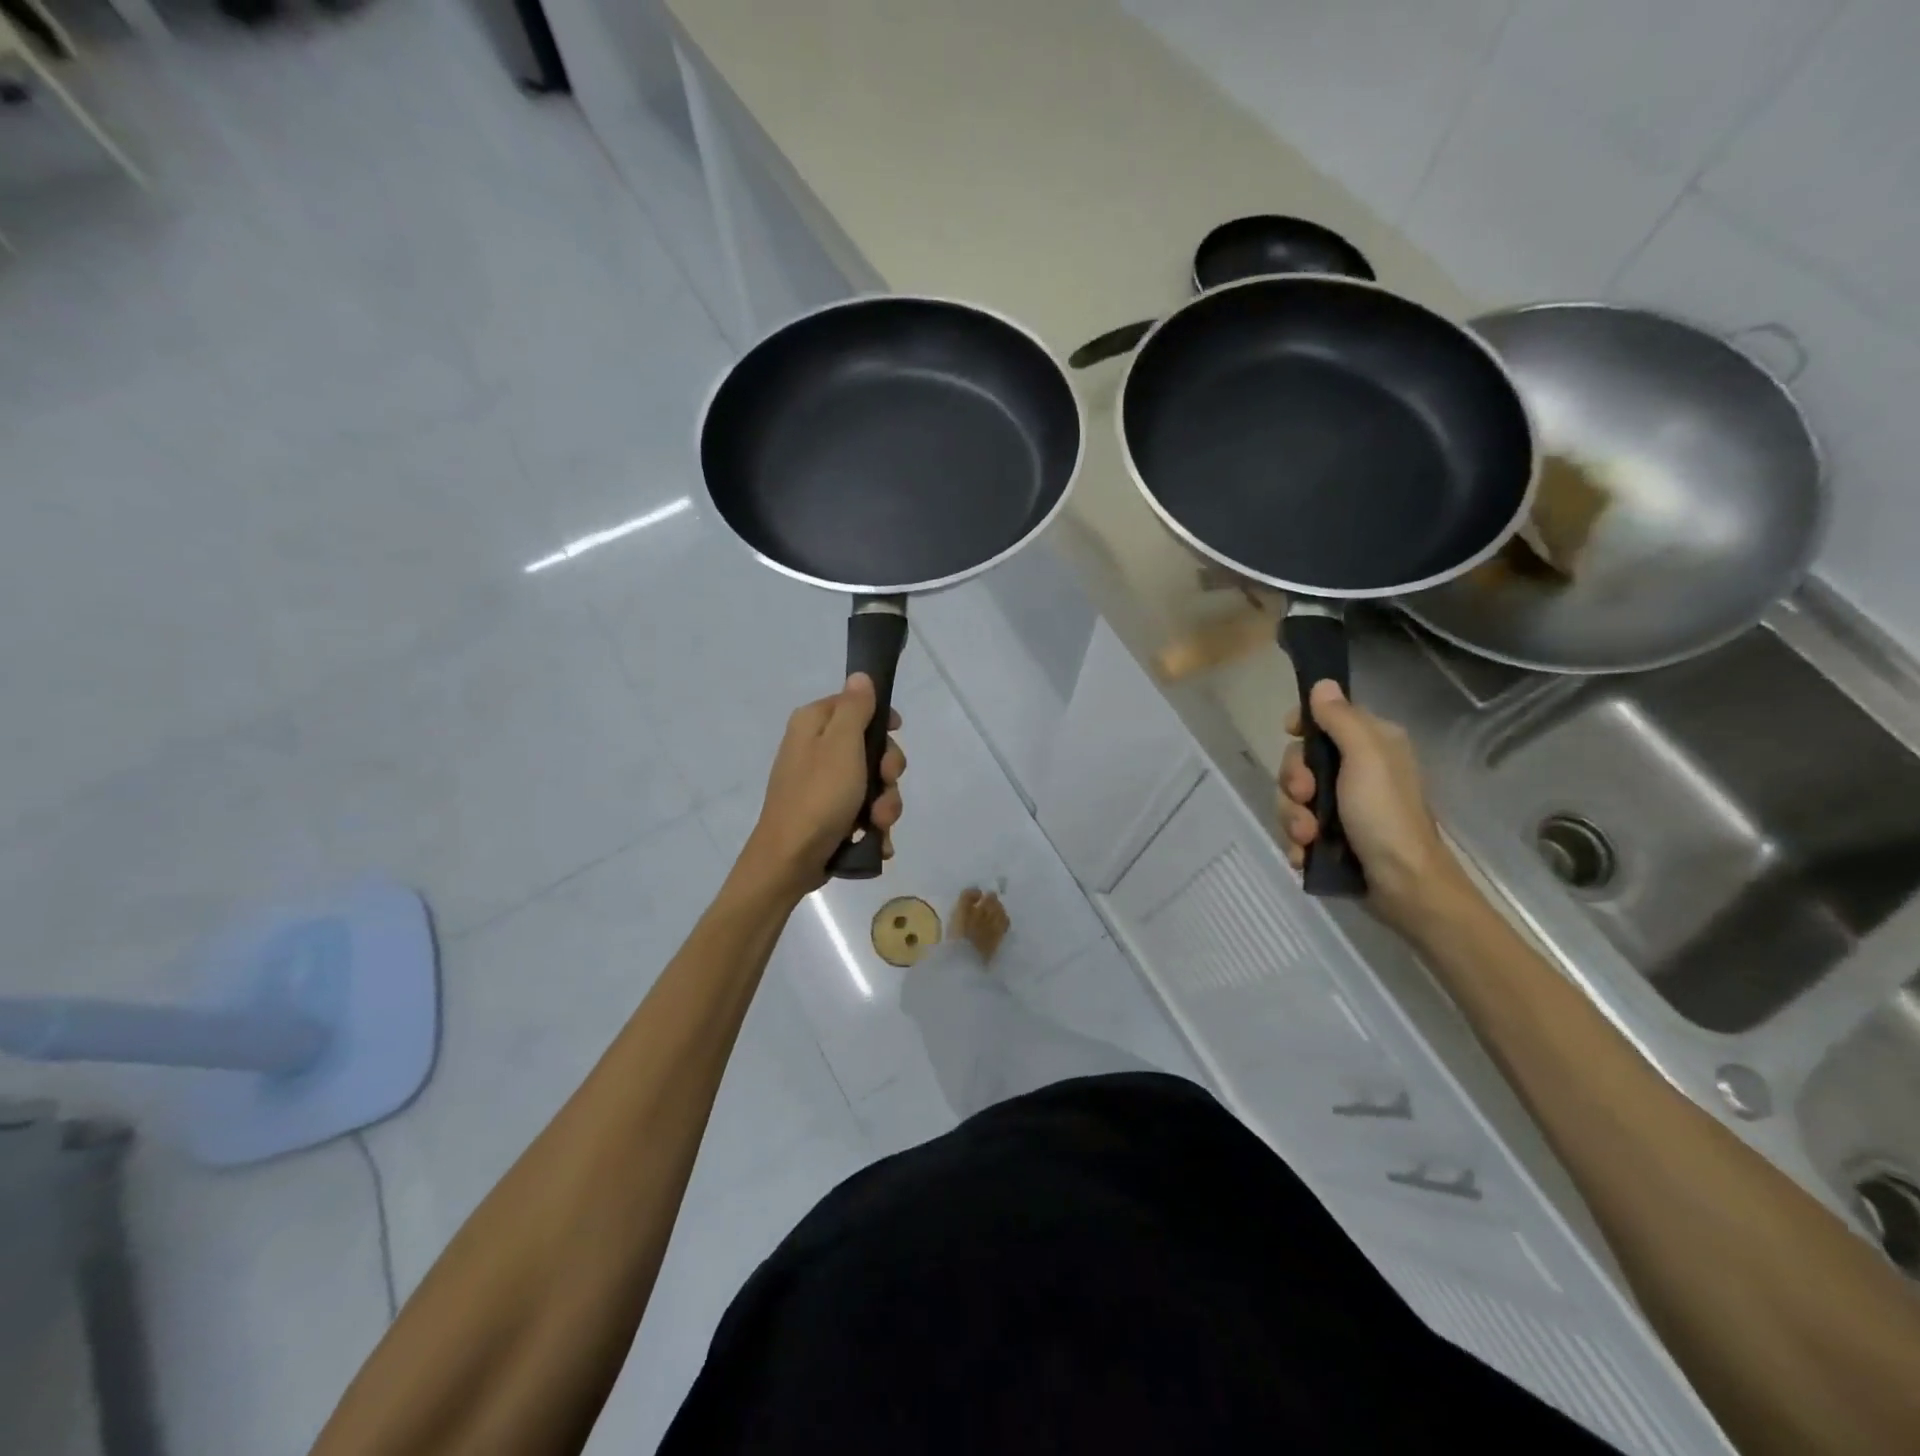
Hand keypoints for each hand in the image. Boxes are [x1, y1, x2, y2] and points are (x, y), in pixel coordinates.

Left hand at [739, 674, 905, 897]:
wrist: (790, 861)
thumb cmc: (818, 796)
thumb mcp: (842, 745)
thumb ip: (855, 708)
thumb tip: (860, 675)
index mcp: (813, 724)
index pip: (856, 704)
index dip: (882, 721)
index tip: (896, 736)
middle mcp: (815, 749)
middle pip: (870, 747)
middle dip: (887, 772)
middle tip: (885, 785)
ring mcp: (821, 785)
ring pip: (872, 783)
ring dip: (885, 804)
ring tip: (878, 824)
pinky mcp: (827, 815)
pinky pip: (863, 811)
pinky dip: (873, 825)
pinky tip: (876, 840)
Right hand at [1279, 680, 1469, 937]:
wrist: (1404, 886)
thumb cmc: (1386, 816)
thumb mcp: (1365, 759)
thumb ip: (1341, 719)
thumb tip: (1323, 684)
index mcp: (1372, 744)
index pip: (1325, 720)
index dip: (1303, 728)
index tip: (1292, 736)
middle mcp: (1357, 771)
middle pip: (1300, 762)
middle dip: (1293, 783)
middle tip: (1306, 798)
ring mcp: (1342, 807)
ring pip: (1293, 799)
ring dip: (1293, 818)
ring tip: (1308, 838)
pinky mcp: (1332, 838)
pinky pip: (1296, 829)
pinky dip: (1297, 842)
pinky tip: (1306, 854)